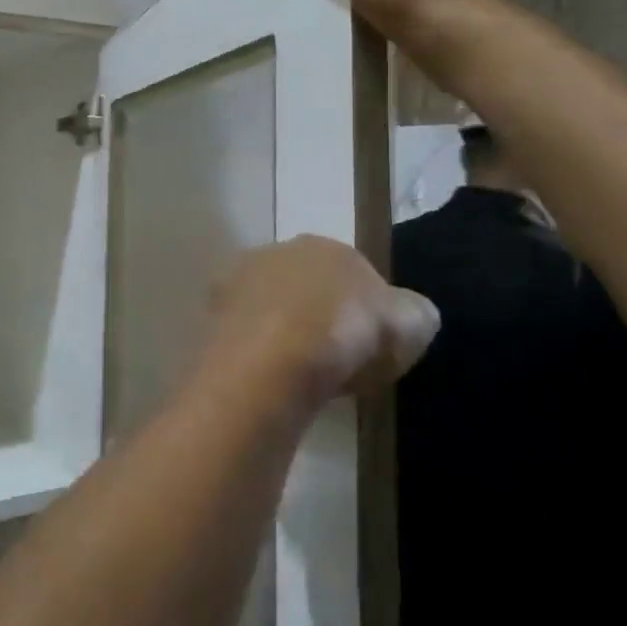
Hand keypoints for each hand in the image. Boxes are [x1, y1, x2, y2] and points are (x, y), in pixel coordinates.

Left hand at [198, 235, 438, 407]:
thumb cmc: (345, 336)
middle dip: (320, 315)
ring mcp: (238, 280)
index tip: (373, 346)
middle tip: (337, 361)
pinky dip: (259, 352)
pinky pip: (247, 334)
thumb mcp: (409, 324)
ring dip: (285, 332)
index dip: (366, 309)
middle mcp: (277, 251)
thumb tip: (412, 313)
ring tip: (303, 376)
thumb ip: (414, 312)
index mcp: (326, 245)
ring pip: (272, 306)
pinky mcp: (211, 315)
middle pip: (306, 285)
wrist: (271, 363)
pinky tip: (272, 380)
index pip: (353, 271)